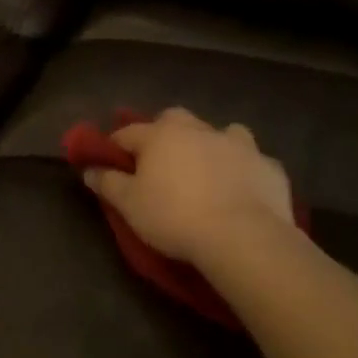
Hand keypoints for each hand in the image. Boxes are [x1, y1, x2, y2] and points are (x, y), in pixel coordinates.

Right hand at [83, 108, 296, 268]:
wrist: (244, 237)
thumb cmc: (175, 217)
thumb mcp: (129, 205)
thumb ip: (108, 183)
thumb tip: (89, 169)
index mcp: (160, 135)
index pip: (128, 133)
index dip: (116, 146)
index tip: (111, 162)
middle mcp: (198, 129)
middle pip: (174, 119)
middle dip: (165, 133)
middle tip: (162, 161)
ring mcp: (238, 144)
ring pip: (221, 132)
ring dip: (212, 144)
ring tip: (209, 169)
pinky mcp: (268, 166)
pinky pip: (253, 161)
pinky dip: (245, 170)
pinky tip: (244, 189)